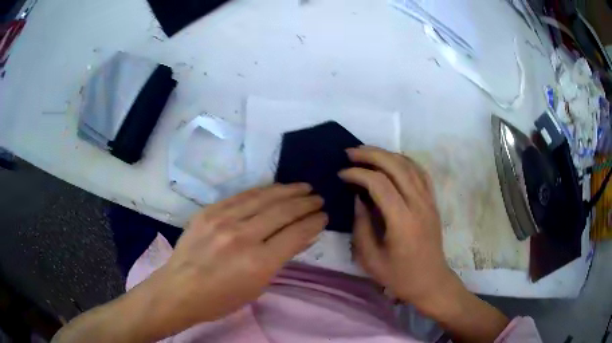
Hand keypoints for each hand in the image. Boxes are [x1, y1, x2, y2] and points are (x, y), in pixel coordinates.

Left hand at [53, 183, 326, 342]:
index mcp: (258, 263)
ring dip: (287, 191)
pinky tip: (274, 187)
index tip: (323, 215)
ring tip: (303, 187)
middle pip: (283, 212)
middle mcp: (243, 237)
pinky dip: (262, 190)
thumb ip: (280, 258)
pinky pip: (242, 196)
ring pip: (264, 198)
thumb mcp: (257, 286)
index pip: (296, 234)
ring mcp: (223, 220)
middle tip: (317, 197)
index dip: (314, 222)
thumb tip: (300, 237)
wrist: (179, 289)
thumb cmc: (220, 299)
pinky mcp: (209, 211)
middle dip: (305, 203)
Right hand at [340, 146, 508, 342]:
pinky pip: (421, 172)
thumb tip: (357, 198)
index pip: (380, 184)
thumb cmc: (399, 275)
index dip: (358, 174)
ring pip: (409, 165)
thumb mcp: (370, 258)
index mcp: (402, 221)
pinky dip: (405, 161)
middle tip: (350, 153)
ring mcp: (429, 201)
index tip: (342, 175)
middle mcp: (418, 204)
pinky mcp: (432, 201)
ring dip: (387, 154)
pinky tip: (392, 161)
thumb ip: (361, 226)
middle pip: (396, 166)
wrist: (430, 281)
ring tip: (367, 153)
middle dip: (371, 154)